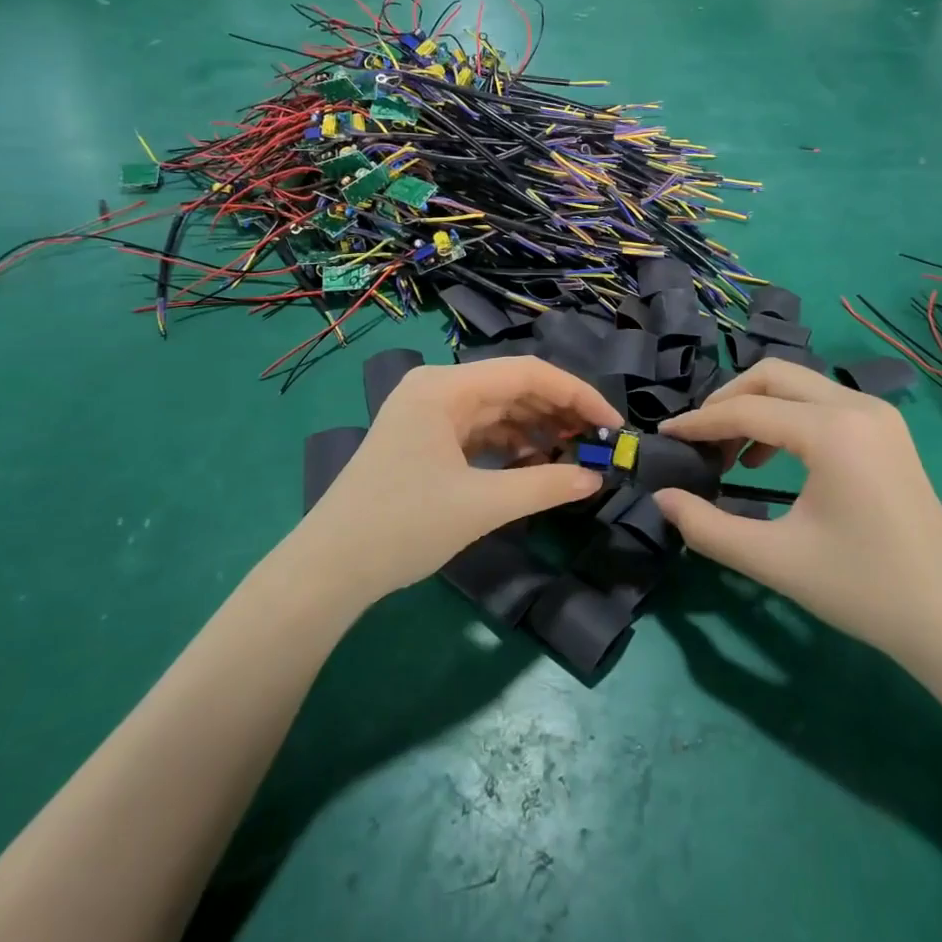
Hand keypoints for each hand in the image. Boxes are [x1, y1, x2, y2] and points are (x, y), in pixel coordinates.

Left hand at [292, 357, 620, 605]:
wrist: (329, 569)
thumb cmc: (404, 526)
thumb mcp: (482, 505)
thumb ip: (545, 485)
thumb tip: (596, 478)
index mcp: (444, 387)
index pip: (526, 373)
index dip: (576, 394)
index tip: (612, 424)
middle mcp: (436, 388)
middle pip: (512, 387)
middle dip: (558, 412)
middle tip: (599, 442)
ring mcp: (427, 413)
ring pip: (497, 409)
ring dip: (537, 428)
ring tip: (575, 454)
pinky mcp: (424, 439)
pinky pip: (479, 430)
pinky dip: (510, 445)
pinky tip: (536, 463)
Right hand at [655, 360, 941, 672]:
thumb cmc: (863, 588)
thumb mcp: (774, 560)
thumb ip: (707, 527)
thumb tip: (661, 498)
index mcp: (832, 431)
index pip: (747, 409)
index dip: (699, 423)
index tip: (663, 437)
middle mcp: (857, 406)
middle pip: (773, 375)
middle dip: (727, 401)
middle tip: (698, 440)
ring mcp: (877, 415)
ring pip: (798, 385)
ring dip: (756, 408)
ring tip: (729, 456)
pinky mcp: (885, 431)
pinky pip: (821, 404)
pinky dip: (785, 419)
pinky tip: (767, 461)